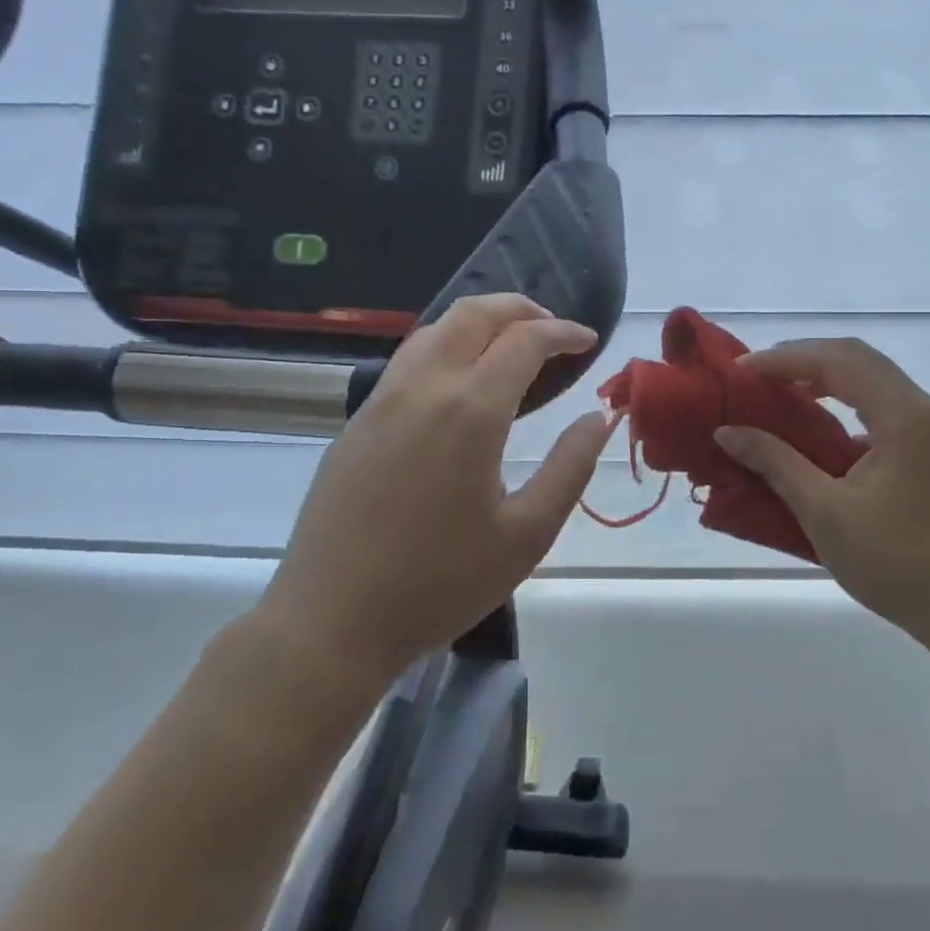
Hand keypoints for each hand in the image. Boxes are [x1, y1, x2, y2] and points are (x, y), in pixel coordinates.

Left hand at [253, 294, 614, 699]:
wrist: (331, 621)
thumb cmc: (440, 583)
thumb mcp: (526, 534)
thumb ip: (570, 467)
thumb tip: (598, 418)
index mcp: (470, 411)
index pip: (525, 340)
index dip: (564, 332)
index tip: (589, 342)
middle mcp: (424, 387)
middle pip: (474, 313)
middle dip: (522, 309)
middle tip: (554, 333)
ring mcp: (382, 400)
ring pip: (436, 329)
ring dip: (481, 323)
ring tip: (511, 351)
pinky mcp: (358, 420)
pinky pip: (409, 359)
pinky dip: (447, 347)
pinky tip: (461, 386)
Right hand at [713, 339, 929, 645]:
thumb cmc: (898, 564)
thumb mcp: (825, 513)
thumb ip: (775, 463)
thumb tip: (727, 432)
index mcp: (904, 416)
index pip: (838, 361)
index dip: (784, 359)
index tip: (740, 370)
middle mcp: (925, 410)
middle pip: (858, 359)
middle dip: (803, 359)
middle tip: (756, 374)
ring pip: (874, 380)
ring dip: (826, 378)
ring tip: (780, 392)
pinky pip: (884, 406)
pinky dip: (846, 402)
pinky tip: (820, 427)